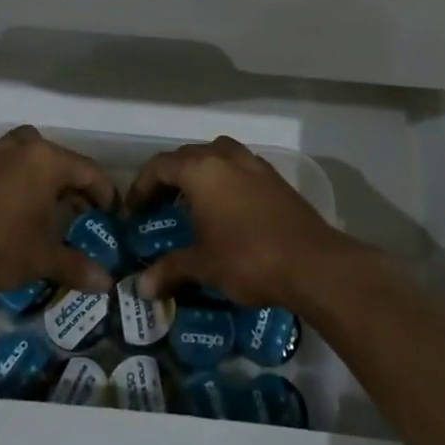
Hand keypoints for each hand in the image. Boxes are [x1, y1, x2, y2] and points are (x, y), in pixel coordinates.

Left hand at [0, 126, 117, 297]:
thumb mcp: (37, 260)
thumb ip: (74, 266)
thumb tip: (107, 283)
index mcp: (47, 161)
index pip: (90, 172)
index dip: (105, 195)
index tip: (113, 216)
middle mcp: (22, 146)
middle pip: (59, 160)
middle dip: (72, 185)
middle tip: (78, 215)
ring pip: (26, 153)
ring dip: (38, 174)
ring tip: (40, 202)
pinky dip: (3, 169)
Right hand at [129, 137, 352, 308]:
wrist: (312, 263)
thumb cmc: (248, 259)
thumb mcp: (204, 266)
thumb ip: (170, 270)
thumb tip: (140, 289)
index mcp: (202, 170)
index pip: (160, 166)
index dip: (141, 185)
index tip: (132, 210)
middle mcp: (226, 157)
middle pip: (187, 156)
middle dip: (168, 177)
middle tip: (157, 205)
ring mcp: (254, 164)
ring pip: (217, 155)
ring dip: (199, 171)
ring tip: (191, 200)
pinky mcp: (275, 178)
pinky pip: (239, 167)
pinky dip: (224, 178)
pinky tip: (225, 208)